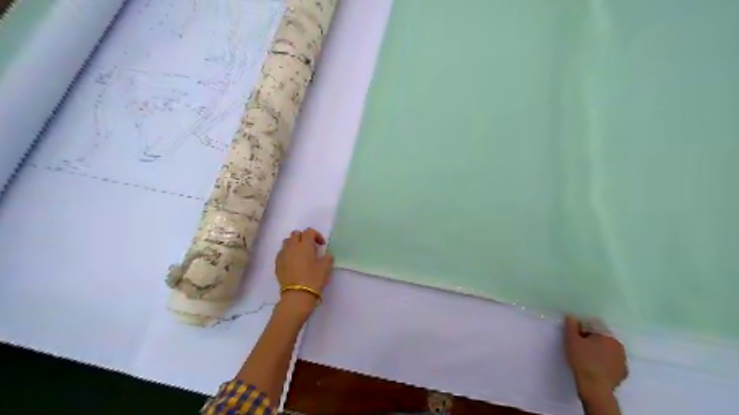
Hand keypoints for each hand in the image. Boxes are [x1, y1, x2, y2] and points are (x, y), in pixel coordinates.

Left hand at [276, 228, 333, 313]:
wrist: (297, 295)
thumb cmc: (313, 279)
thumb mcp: (326, 268)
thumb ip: (327, 257)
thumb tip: (326, 254)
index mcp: (305, 245)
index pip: (309, 231)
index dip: (316, 235)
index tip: (321, 245)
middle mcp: (292, 246)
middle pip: (295, 234)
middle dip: (303, 237)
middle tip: (310, 247)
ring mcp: (283, 254)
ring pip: (287, 242)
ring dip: (294, 244)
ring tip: (300, 254)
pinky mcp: (277, 264)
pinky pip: (282, 252)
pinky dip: (287, 253)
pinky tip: (293, 262)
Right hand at [564, 318, 625, 398]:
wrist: (595, 388)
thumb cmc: (582, 360)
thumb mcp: (571, 340)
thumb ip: (571, 326)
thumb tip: (572, 317)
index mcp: (607, 336)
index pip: (594, 326)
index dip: (582, 330)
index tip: (575, 337)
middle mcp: (619, 346)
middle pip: (602, 338)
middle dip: (591, 340)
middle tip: (579, 347)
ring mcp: (623, 361)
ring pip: (608, 351)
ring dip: (598, 351)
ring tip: (586, 358)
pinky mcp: (622, 374)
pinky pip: (612, 363)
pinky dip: (604, 363)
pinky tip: (595, 367)